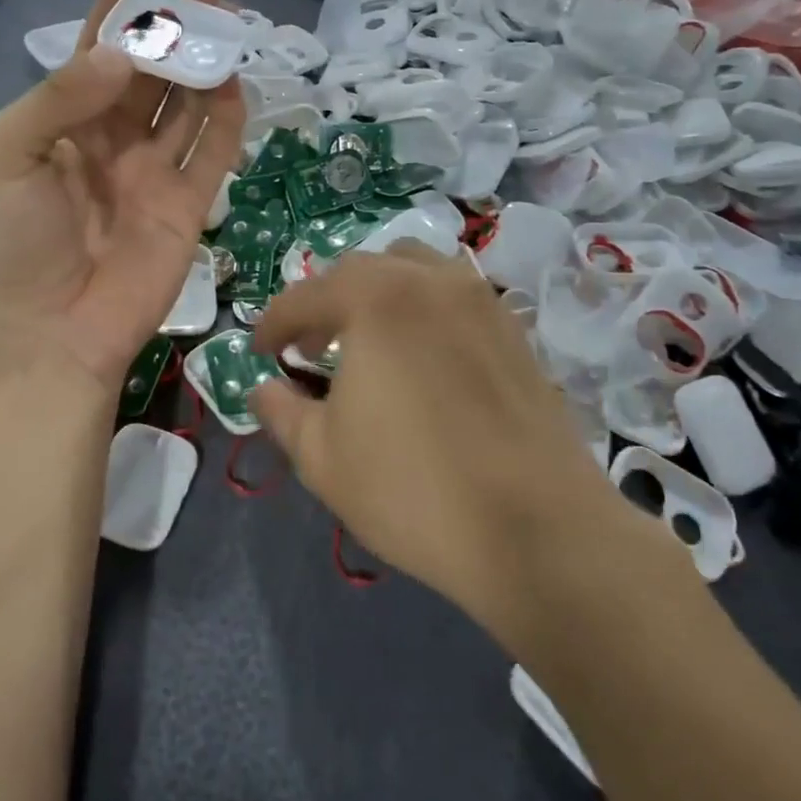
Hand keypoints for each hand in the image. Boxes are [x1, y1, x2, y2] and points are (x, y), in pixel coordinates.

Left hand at [0, 0, 244, 393]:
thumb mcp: (5, 155)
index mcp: (59, 126)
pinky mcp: (187, 208)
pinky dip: (226, 120)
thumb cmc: (7, 244)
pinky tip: (235, 84)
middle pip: (147, 74)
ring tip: (226, 22)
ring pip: (186, 107)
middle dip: (171, 27)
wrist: (43, 334)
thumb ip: (59, 98)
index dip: (115, 10)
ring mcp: (151, 176)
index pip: (92, 55)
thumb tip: (120, 55)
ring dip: (204, 64)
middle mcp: (109, 143)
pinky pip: (212, 155)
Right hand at [252, 245, 649, 643]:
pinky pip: (454, 295)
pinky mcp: (513, 328)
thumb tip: (262, 387)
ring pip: (413, 269)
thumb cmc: (413, 490)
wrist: (539, 531)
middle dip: (324, 304)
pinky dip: (422, 307)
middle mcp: (428, 280)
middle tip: (308, 349)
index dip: (273, 325)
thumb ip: (281, 411)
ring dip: (377, 294)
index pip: (304, 297)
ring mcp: (479, 299)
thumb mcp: (322, 457)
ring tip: (366, 341)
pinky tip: (420, 357)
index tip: (261, 353)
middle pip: (360, 271)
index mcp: (375, 298)